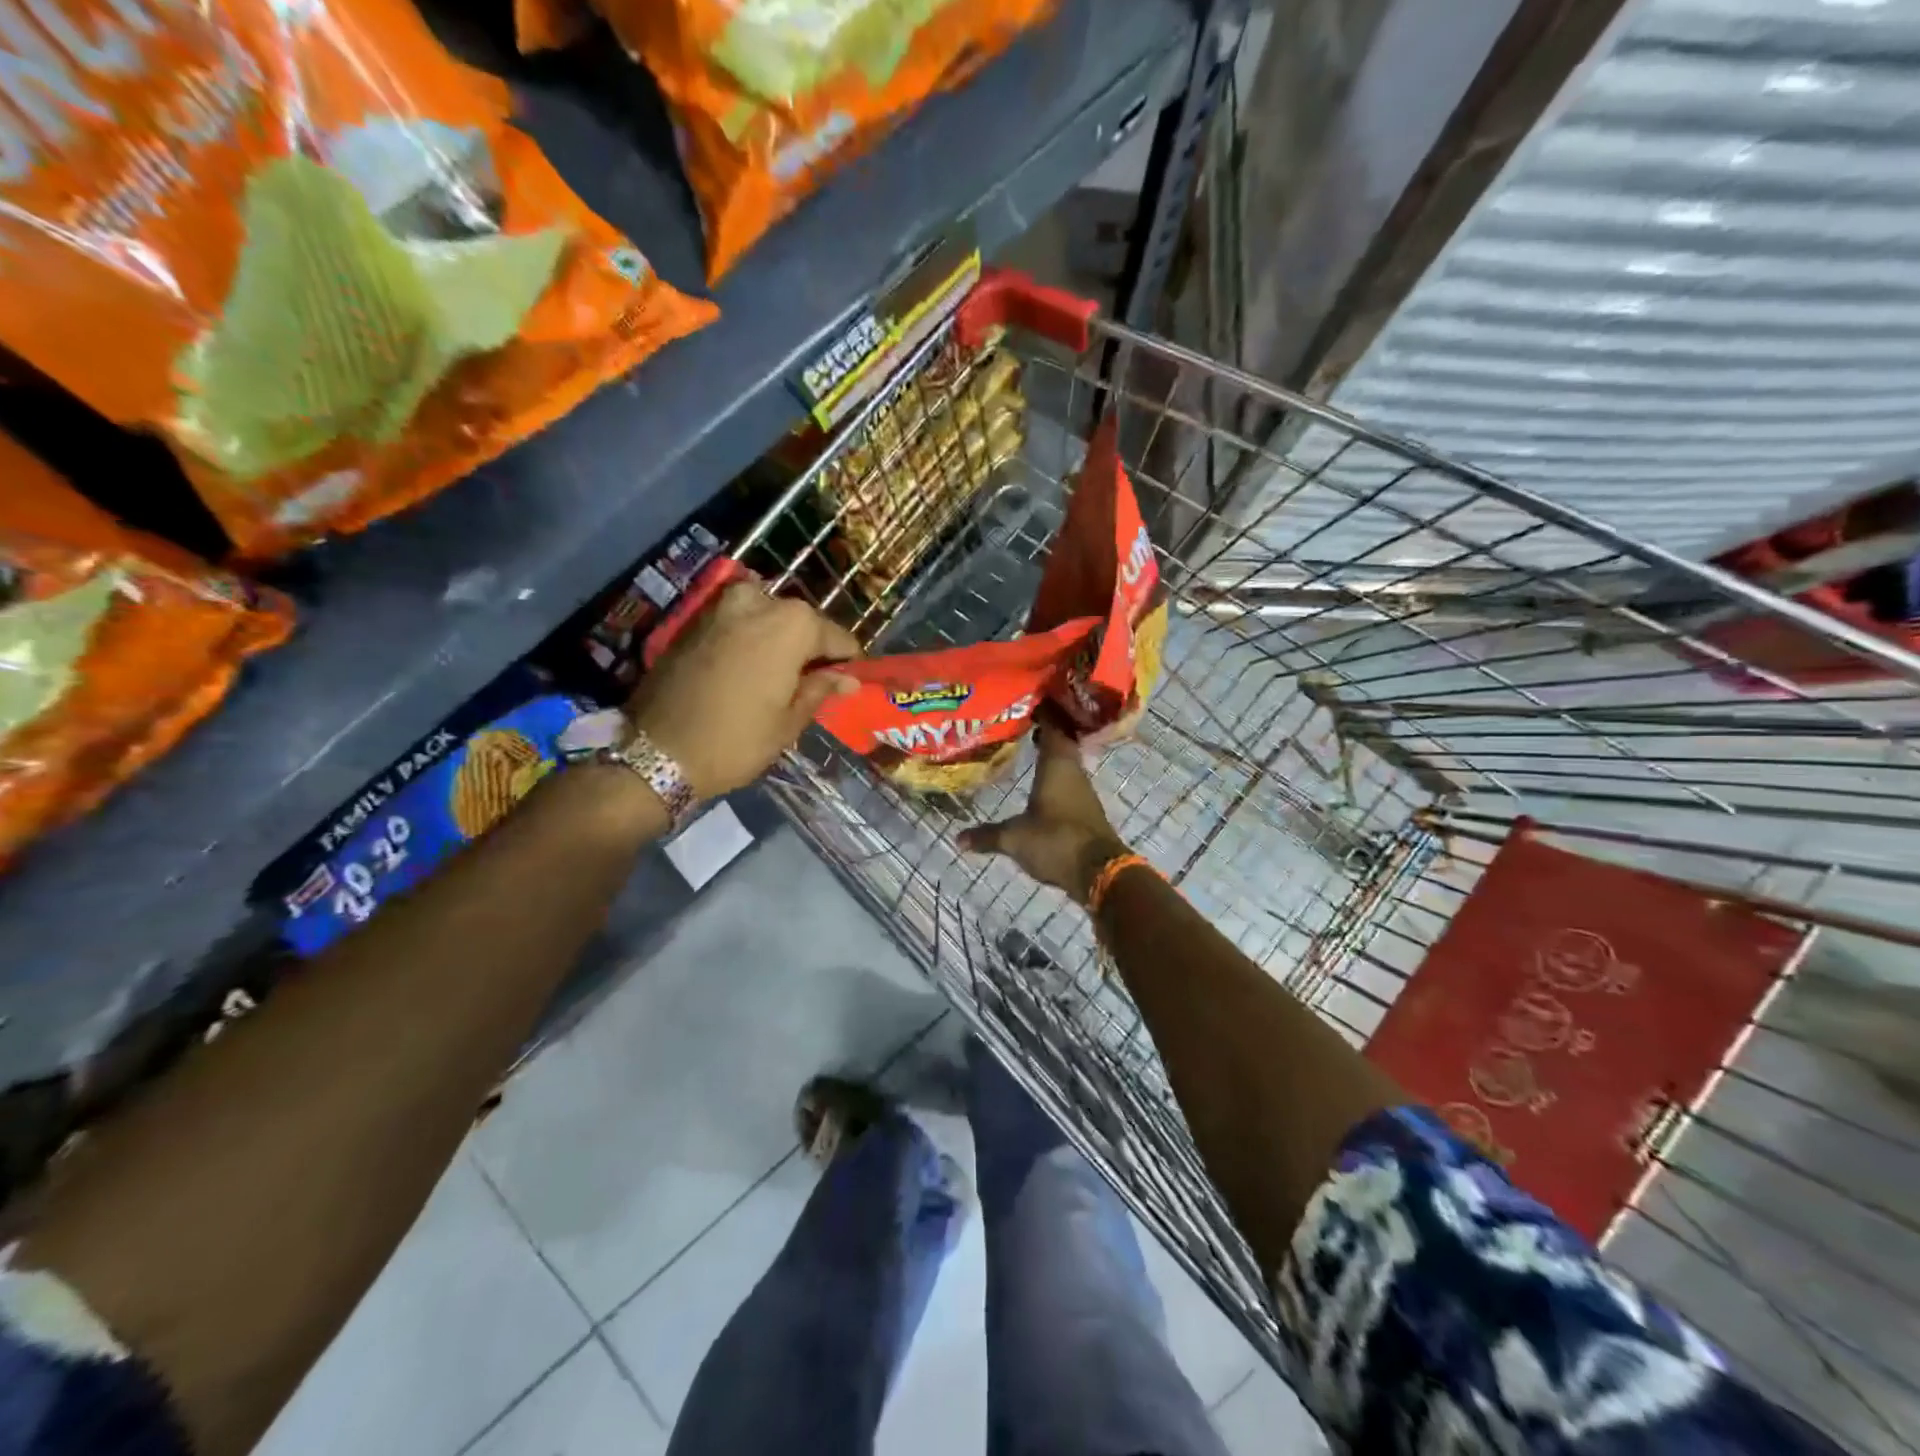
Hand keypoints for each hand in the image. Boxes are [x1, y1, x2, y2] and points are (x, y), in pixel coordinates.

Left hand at [628, 583, 860, 797]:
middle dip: (810, 647)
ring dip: (779, 640)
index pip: (836, 636)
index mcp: (792, 624)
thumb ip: (820, 690)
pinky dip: (750, 639)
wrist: (656, 752)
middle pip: (800, 621)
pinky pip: (737, 623)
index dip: (846, 660)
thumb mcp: (788, 722)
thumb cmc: (736, 741)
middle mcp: (758, 602)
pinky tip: (749, 670)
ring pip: (767, 616)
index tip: (850, 679)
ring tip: (781, 675)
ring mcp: (721, 607)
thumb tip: (848, 679)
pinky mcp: (694, 620)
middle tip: (814, 681)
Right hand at [958, 723, 1129, 904]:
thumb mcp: (1014, 838)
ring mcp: (1083, 790)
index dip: (1041, 713)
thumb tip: (958, 839)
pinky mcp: (1086, 809)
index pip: (1051, 727)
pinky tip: (1042, 783)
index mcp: (1056, 765)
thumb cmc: (1055, 841)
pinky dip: (1056, 777)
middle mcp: (1073, 771)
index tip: (1026, 701)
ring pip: (1066, 762)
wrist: (1099, 871)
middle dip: (1044, 731)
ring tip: (1029, 748)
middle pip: (1061, 742)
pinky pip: (1069, 782)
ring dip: (1051, 755)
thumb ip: (987, 835)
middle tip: (1022, 723)